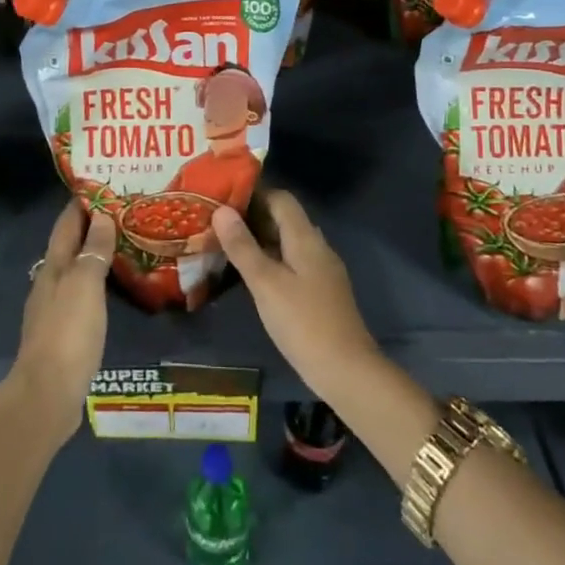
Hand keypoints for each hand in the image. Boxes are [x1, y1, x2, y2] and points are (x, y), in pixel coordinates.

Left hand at [12, 200, 114, 433]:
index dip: (82, 202)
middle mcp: (50, 282)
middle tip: (124, 211)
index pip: (67, 223)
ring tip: (125, 243)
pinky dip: (98, 281)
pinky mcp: (64, 332)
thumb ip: (93, 251)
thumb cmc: (67, 333)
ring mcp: (55, 308)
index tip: (103, 183)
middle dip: (92, 225)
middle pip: (70, 244)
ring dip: (96, 253)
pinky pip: (83, 293)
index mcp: (54, 266)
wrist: (47, 395)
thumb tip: (102, 217)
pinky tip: (114, 287)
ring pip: (76, 269)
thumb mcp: (84, 286)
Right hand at [212, 189, 380, 403]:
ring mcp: (321, 270)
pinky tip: (251, 275)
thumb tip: (222, 211)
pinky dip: (271, 259)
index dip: (254, 193)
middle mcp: (316, 246)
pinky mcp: (320, 292)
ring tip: (227, 244)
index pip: (281, 198)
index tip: (223, 197)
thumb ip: (243, 247)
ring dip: (260, 239)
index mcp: (305, 237)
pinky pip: (292, 262)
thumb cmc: (302, 322)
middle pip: (284, 219)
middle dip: (253, 216)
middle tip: (217, 221)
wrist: (346, 371)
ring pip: (287, 242)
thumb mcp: (265, 283)